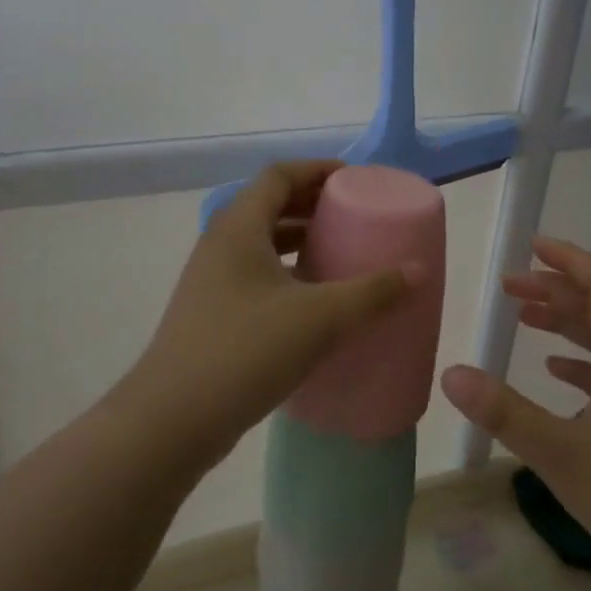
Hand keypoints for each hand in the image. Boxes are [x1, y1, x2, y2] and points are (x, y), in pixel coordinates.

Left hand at [119, 161, 417, 469]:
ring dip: (299, 240)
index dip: (317, 169)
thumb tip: (418, 270)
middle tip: (354, 215)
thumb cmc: (245, 351)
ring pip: (261, 243)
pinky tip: (312, 302)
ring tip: (339, 254)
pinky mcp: (211, 314)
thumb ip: (372, 292)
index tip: (354, 180)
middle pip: (269, 205)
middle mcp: (220, 245)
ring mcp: (211, 281)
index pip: (279, 175)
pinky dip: (286, 273)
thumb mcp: (319, 318)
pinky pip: (254, 275)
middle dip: (312, 204)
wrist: (172, 421)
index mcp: (239, 228)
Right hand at [440, 236, 590, 586]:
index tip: (531, 246)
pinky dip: (584, 364)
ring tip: (526, 319)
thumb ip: (503, 412)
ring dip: (569, 325)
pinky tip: (559, 374)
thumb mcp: (561, 454)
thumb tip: (450, 373)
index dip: (568, 260)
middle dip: (556, 290)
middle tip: (510, 287)